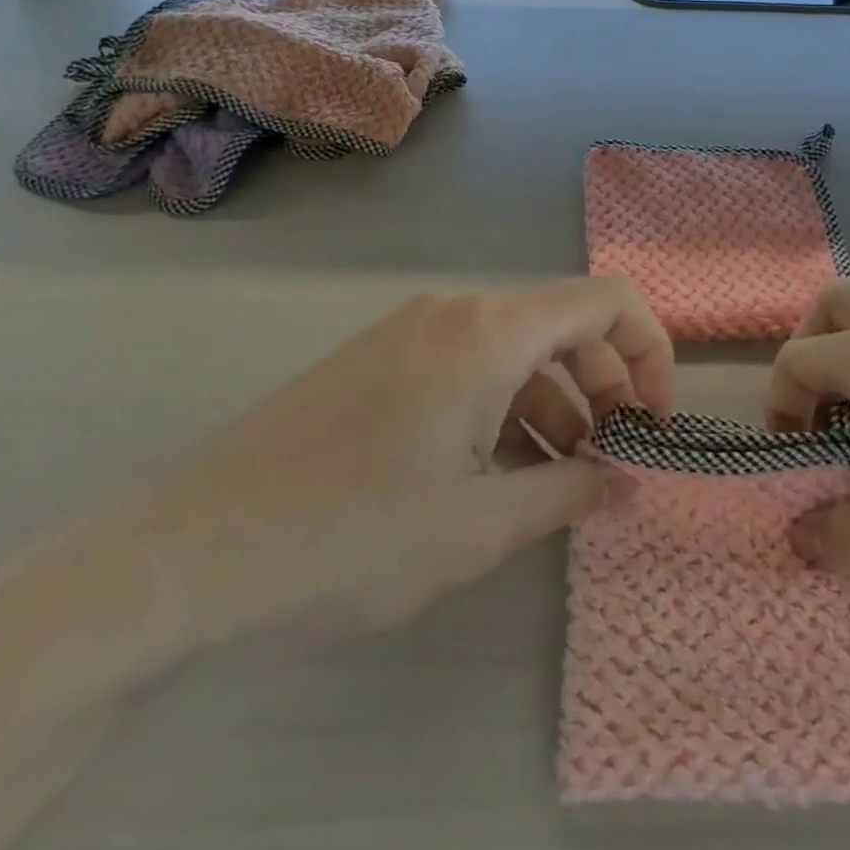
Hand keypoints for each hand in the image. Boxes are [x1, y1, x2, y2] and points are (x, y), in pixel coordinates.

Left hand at [131, 277, 673, 651]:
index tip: (655, 423)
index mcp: (489, 333)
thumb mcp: (478, 526)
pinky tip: (497, 470)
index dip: (650, 354)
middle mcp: (455, 312)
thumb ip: (569, 493)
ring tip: (557, 478)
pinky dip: (505, 405)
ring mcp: (412, 331)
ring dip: (554, 402)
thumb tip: (629, 482)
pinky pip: (470, 365)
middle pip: (564, 324)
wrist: (194, 547)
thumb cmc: (351, 535)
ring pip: (516, 348)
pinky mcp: (382, 358)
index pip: (607, 302)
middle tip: (610, 460)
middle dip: (604, 387)